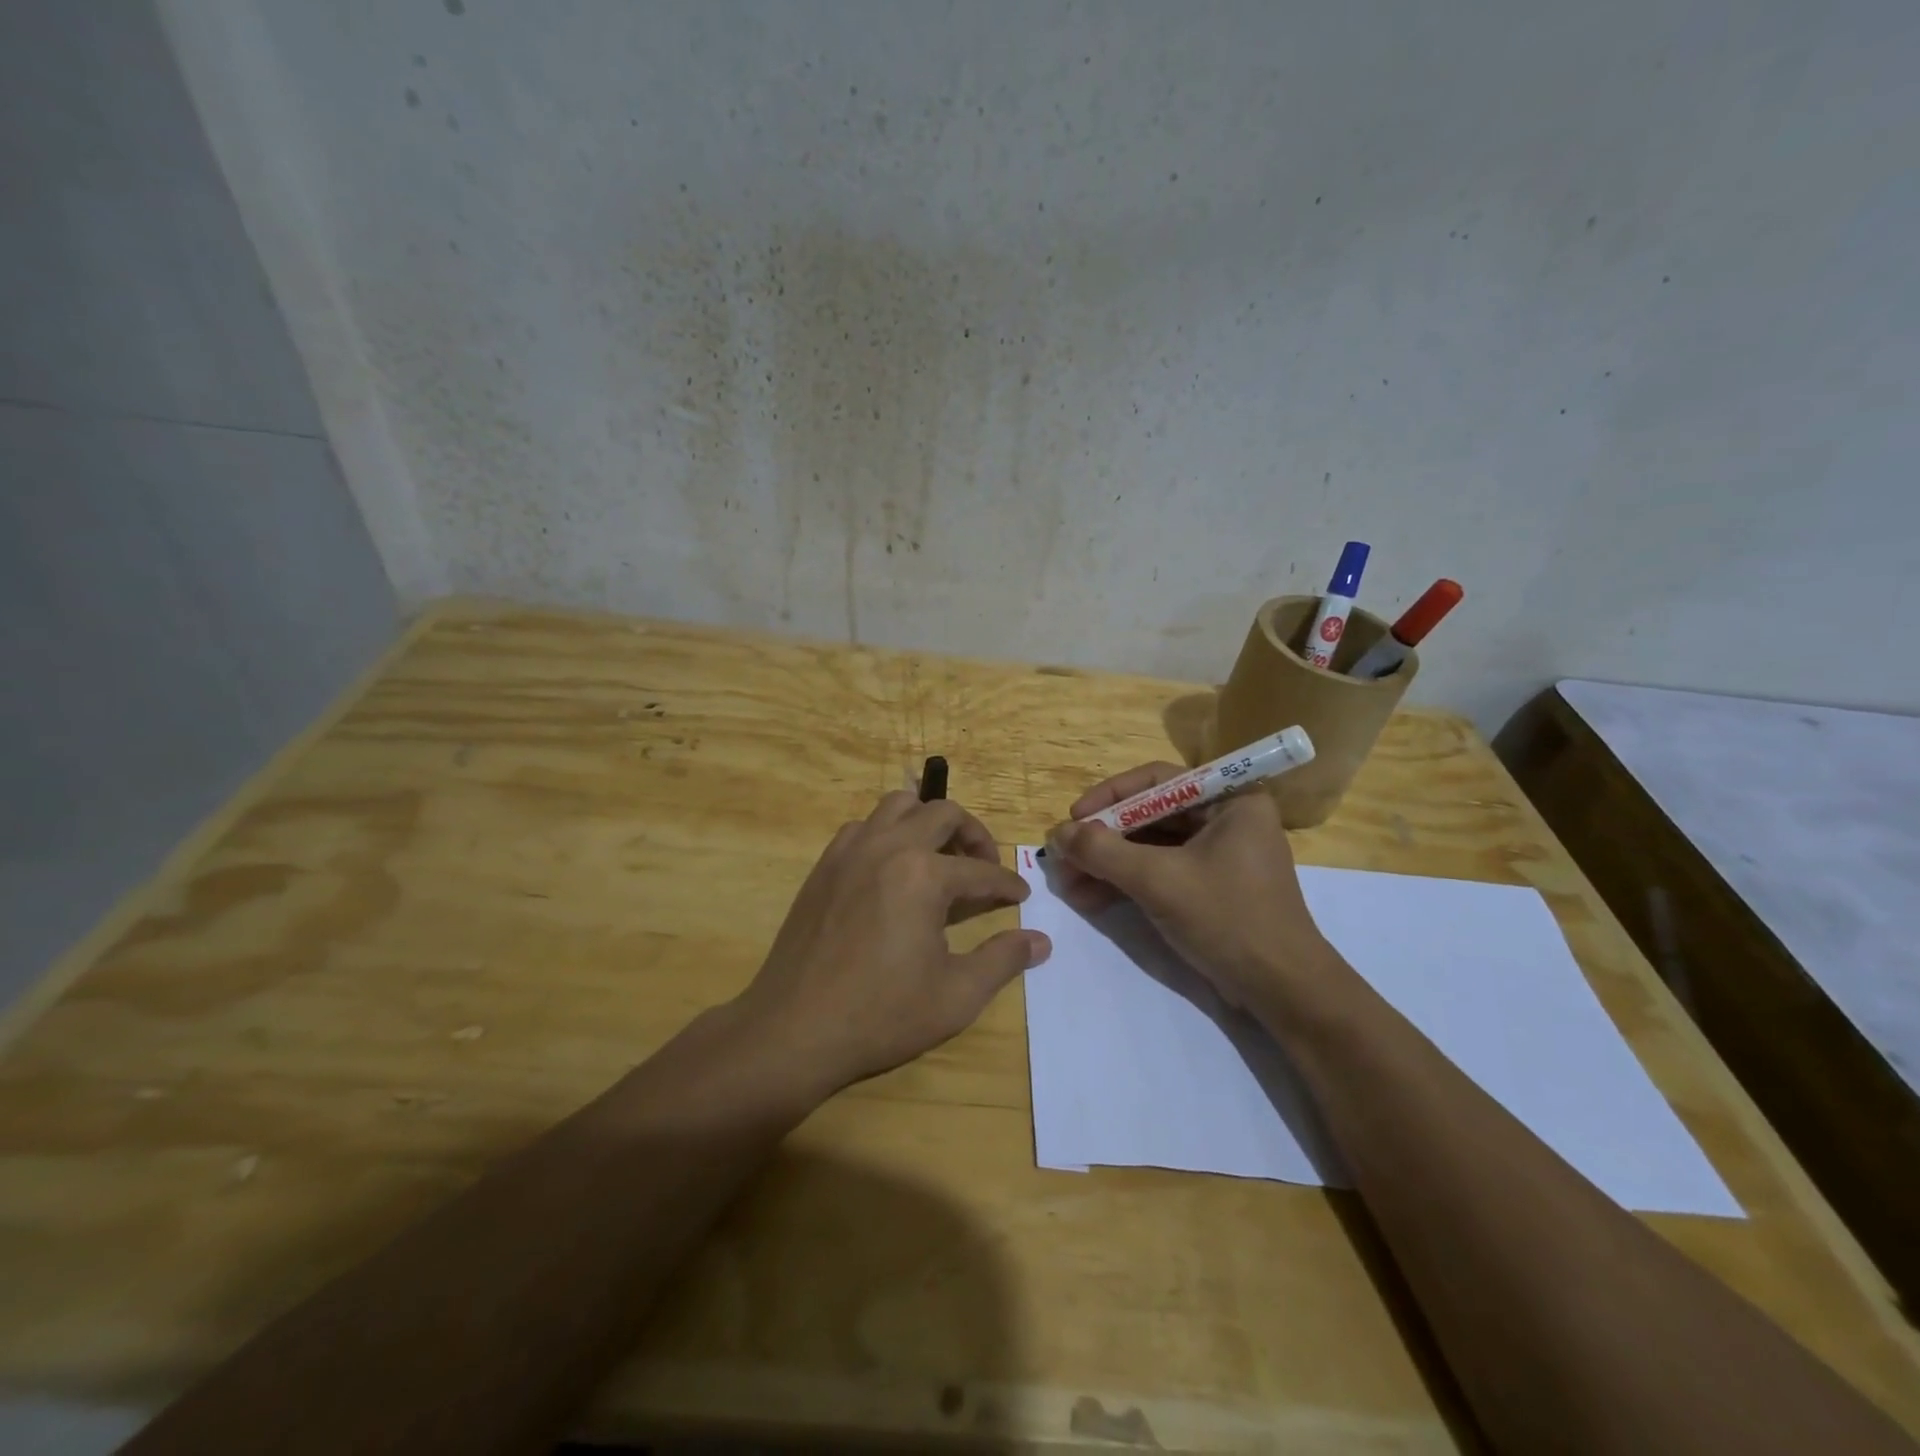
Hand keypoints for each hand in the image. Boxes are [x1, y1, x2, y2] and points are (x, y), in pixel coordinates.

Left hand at [734, 791, 1050, 1097]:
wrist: (794, 1029)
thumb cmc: (881, 1015)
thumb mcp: (956, 996)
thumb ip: (1003, 960)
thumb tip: (1041, 941)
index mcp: (924, 875)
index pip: (981, 871)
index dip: (1007, 885)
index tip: (1020, 896)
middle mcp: (888, 847)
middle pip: (943, 813)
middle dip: (974, 835)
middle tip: (984, 867)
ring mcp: (850, 851)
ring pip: (898, 806)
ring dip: (927, 821)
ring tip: (939, 857)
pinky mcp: (824, 865)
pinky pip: (864, 827)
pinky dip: (887, 834)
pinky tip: (892, 870)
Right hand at [1045, 762, 1340, 1011]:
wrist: (1282, 991)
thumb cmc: (1227, 919)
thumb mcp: (1158, 880)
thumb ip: (1103, 852)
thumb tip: (1057, 833)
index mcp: (1230, 801)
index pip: (1157, 781)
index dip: (1110, 796)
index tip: (1074, 817)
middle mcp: (1227, 820)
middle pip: (1150, 816)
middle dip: (1103, 839)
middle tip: (1063, 856)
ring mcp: (1219, 856)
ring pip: (1150, 847)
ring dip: (1108, 865)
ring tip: (1068, 885)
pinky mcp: (1210, 888)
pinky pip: (1160, 872)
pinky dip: (1126, 883)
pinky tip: (1091, 899)